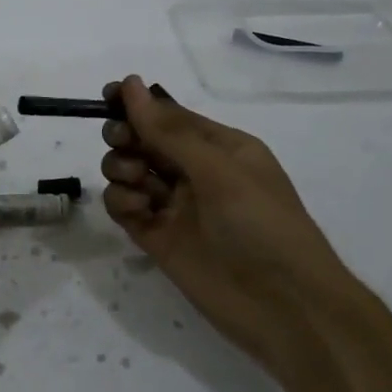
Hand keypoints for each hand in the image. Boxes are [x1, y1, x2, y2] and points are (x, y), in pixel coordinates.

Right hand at [99, 75, 353, 356]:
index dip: (137, 105)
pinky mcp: (157, 238)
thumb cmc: (261, 225)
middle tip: (124, 145)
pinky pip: (125, 208)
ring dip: (122, 169)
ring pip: (129, 172)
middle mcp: (195, 172)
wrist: (284, 307)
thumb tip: (130, 84)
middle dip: (126, 137)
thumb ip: (169, 131)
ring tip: (136, 184)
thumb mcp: (219, 170)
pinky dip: (121, 203)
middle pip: (143, 141)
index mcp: (219, 147)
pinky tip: (136, 210)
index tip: (107, 99)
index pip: (169, 115)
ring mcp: (175, 206)